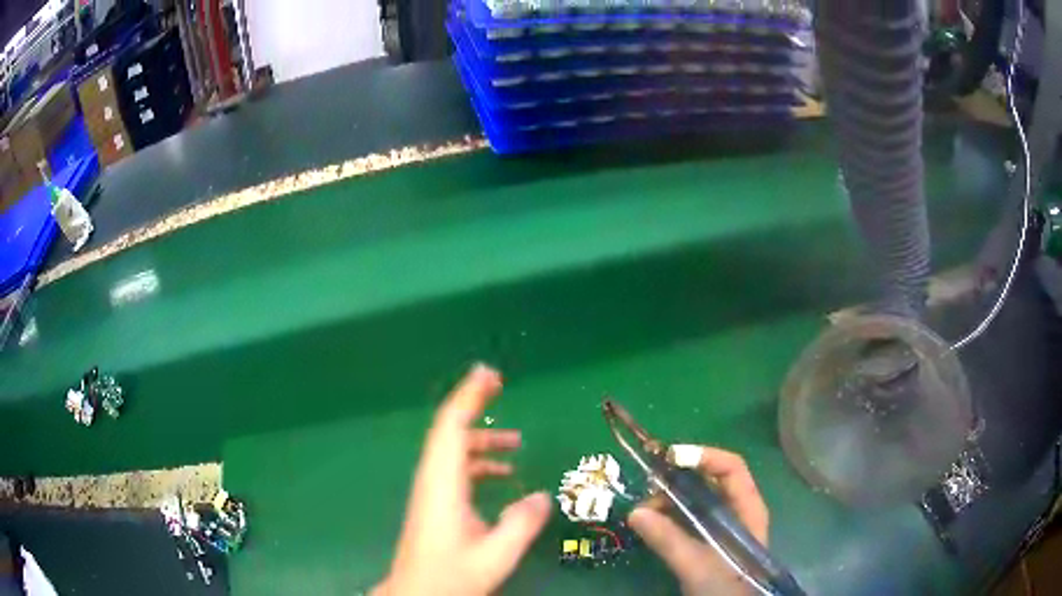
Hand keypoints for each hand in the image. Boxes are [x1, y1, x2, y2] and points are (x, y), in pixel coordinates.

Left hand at [374, 364, 551, 595]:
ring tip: (515, 440)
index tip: (489, 373)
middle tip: (500, 386)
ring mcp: (432, 491)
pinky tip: (502, 474)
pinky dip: (479, 461)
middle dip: (474, 404)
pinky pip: (456, 468)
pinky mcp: (435, 503)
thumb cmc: (450, 576)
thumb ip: (520, 525)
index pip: (452, 428)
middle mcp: (433, 480)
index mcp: (443, 485)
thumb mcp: (494, 555)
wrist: (416, 593)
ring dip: (482, 438)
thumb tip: (543, 495)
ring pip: (453, 450)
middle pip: (449, 431)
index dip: (468, 397)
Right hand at [628, 446, 768, 595]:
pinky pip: (690, 517)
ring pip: (698, 498)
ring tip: (644, 510)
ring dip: (670, 498)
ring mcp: (724, 525)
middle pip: (711, 480)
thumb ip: (669, 540)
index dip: (702, 456)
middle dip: (678, 478)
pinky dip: (670, 515)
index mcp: (747, 508)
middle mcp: (738, 510)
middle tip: (648, 487)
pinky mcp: (710, 540)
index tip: (668, 458)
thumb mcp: (697, 566)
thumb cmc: (724, 587)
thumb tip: (634, 512)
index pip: (731, 467)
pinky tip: (651, 523)